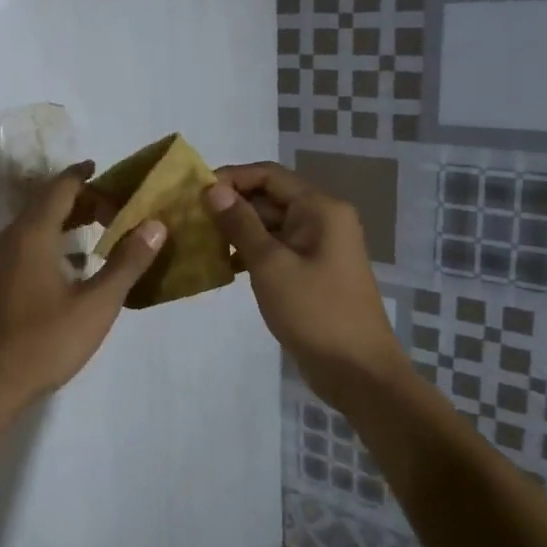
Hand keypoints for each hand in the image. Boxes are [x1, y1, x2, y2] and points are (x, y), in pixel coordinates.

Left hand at [0, 163, 166, 413]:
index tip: (113, 173)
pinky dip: (57, 239)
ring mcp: (3, 260)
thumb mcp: (96, 304)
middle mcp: (13, 238)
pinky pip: (31, 243)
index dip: (86, 176)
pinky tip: (80, 262)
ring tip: (106, 227)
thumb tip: (156, 224)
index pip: (61, 187)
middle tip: (120, 207)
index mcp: (33, 234)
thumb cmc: (46, 341)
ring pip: (38, 223)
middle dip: (84, 198)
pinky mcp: (2, 280)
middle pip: (48, 201)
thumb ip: (127, 262)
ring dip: (70, 219)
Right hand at [205, 162, 405, 412]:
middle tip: (189, 218)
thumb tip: (213, 189)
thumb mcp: (270, 264)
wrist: (357, 371)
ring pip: (270, 225)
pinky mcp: (311, 271)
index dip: (231, 178)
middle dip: (230, 205)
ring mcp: (318, 247)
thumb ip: (240, 223)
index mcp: (320, 208)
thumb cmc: (314, 311)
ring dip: (236, 230)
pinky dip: (250, 252)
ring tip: (198, 240)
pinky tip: (221, 265)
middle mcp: (322, 219)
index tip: (193, 192)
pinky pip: (276, 249)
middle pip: (269, 198)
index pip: (268, 175)